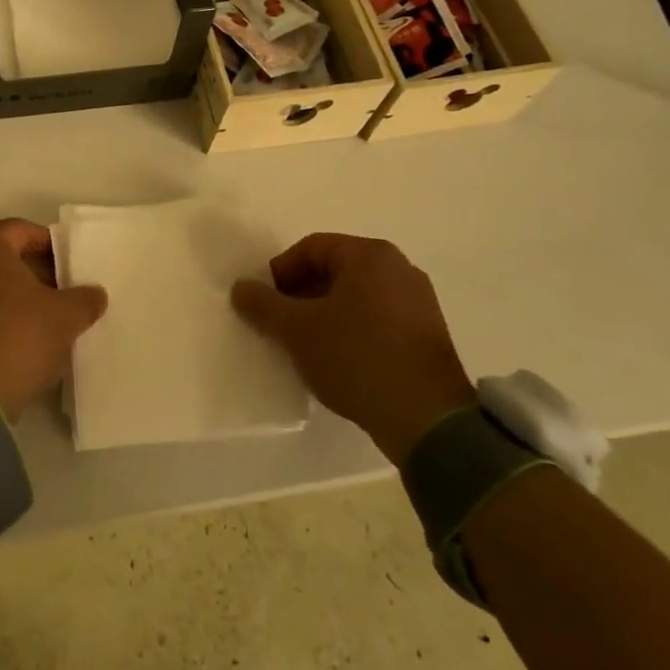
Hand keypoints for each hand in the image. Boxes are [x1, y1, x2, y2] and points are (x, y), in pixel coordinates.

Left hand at [0, 219, 108, 420]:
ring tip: (44, 318)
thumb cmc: (17, 337)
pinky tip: (19, 338)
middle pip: (3, 256)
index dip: (51, 246)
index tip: (71, 267)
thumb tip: (95, 293)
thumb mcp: (65, 317)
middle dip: (34, 271)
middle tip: (62, 292)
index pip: (23, 231)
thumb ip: (85, 298)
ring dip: (14, 295)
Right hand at [232, 234, 474, 467]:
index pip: (311, 248)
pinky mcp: (429, 335)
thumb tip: (240, 288)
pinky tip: (339, 361)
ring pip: (355, 297)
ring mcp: (419, 302)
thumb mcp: (297, 330)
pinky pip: (377, 319)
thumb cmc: (357, 358)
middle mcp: (399, 268)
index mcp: (370, 255)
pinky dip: (352, 331)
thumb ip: (263, 304)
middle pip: (334, 270)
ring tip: (307, 346)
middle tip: (281, 325)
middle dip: (302, 295)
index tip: (266, 305)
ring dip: (325, 315)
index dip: (280, 273)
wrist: (429, 421)